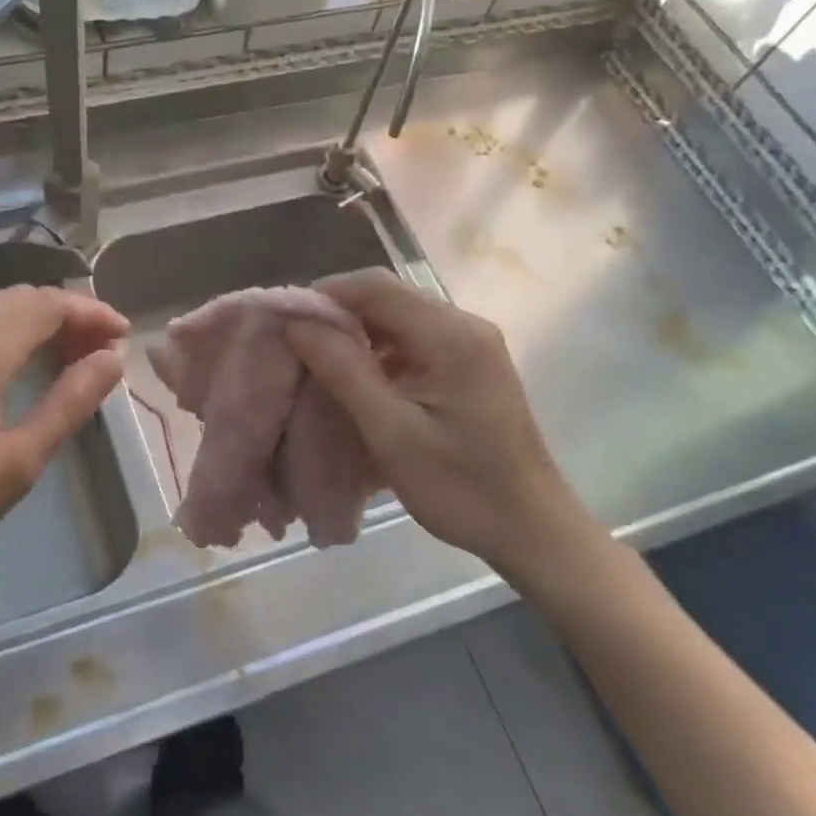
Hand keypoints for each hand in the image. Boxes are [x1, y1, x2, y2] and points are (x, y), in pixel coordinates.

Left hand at [0, 285, 127, 660]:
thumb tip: (112, 360)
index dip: (91, 313)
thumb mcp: (14, 465)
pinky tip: (11, 367)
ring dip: (32, 322)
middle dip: (66, 314)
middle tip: (100, 350)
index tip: (123, 334)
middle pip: (17, 299)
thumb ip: (68, 404)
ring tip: (65, 356)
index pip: (46, 305)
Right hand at [284, 269, 603, 590]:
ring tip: (319, 363)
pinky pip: (414, 340)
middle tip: (297, 346)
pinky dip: (380, 351)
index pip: (376, 287)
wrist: (530, 528)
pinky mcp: (470, 365)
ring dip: (357, 333)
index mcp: (451, 335)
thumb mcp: (391, 432)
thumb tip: (296, 323)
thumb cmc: (459, 486)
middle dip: (338, 314)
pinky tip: (359, 380)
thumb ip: (343, 370)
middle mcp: (465, 326)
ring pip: (399, 318)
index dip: (325, 295)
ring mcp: (472, 344)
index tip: (285, 323)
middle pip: (389, 296)